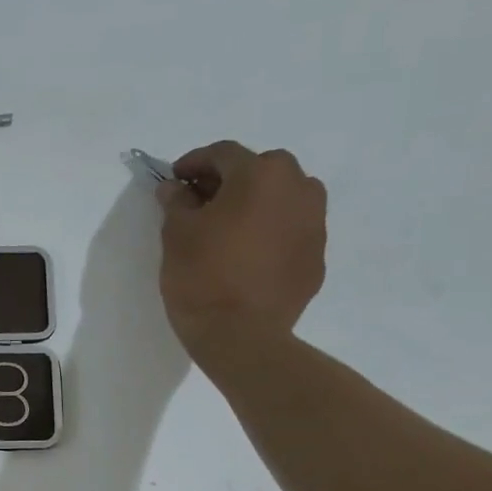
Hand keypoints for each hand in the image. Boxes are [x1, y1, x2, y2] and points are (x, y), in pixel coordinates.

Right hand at [157, 141, 326, 357]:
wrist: (241, 336)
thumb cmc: (202, 276)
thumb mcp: (176, 234)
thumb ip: (177, 202)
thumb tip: (176, 188)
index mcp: (260, 175)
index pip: (223, 154)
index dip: (194, 163)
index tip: (174, 180)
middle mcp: (298, 188)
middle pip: (261, 170)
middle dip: (230, 180)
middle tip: (202, 203)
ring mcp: (315, 224)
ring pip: (283, 198)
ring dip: (257, 203)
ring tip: (229, 228)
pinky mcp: (317, 257)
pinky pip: (291, 231)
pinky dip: (270, 232)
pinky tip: (248, 255)